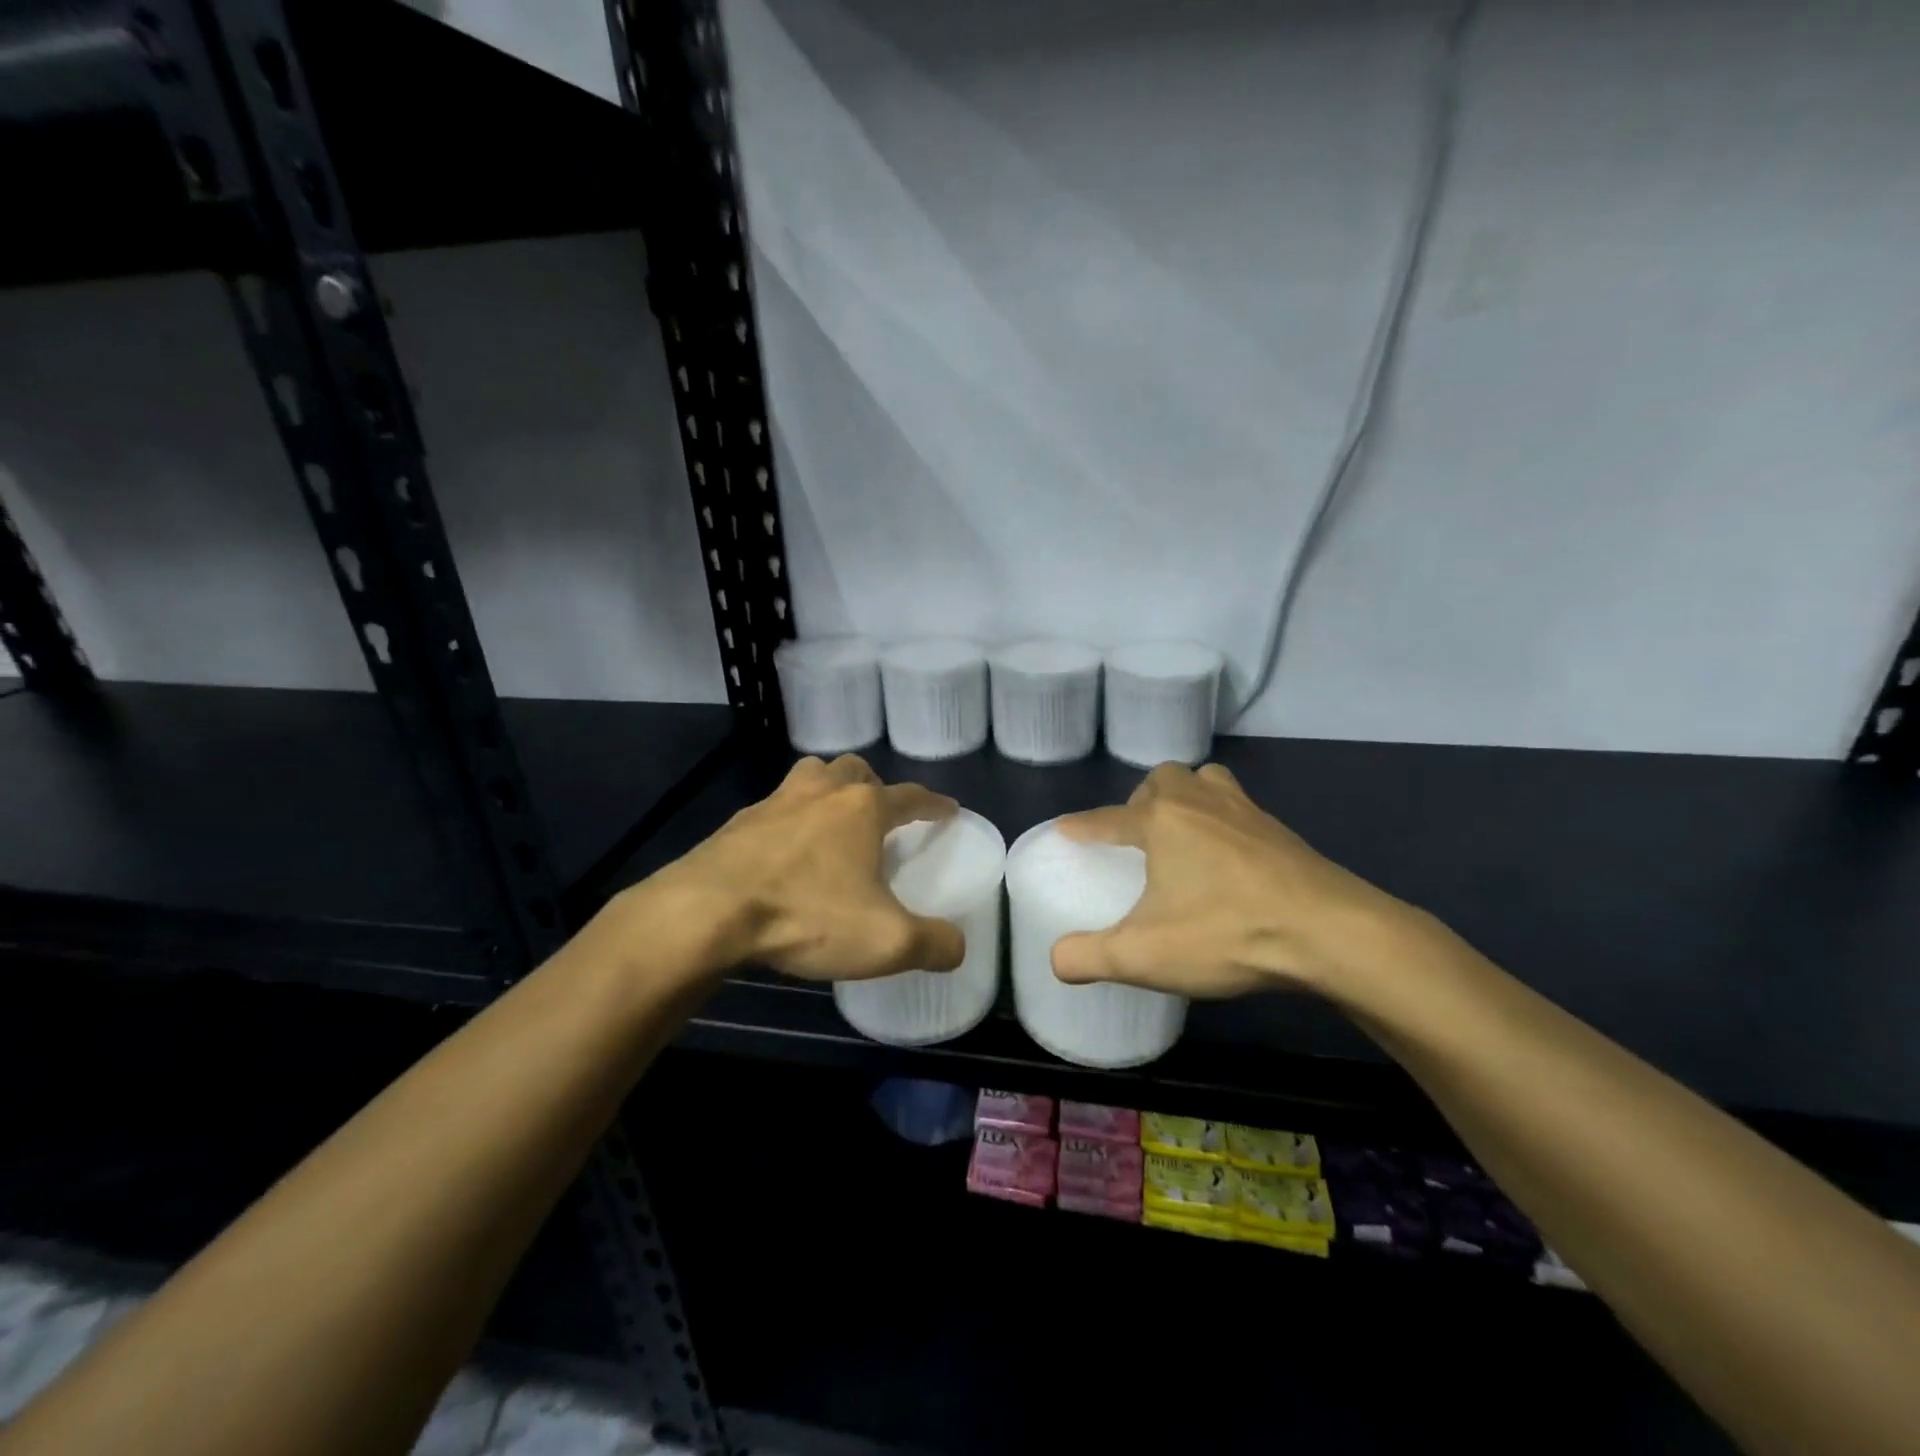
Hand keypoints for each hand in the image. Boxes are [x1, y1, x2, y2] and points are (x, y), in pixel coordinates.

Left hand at [638, 754, 967, 982]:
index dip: (933, 804)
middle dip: (874, 787)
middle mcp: (822, 793)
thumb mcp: (886, 941)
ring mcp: (775, 802)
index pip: (910, 797)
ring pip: (811, 777)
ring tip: (831, 821)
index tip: (947, 809)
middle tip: (879, 815)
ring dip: (828, 790)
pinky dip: (789, 818)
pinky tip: (784, 850)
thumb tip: (958, 947)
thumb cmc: (806, 915)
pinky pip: (774, 807)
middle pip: (855, 770)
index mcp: (863, 809)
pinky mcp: (738, 823)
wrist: (708, 912)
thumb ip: (933, 943)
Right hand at [1050, 762, 1422, 998]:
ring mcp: (1245, 811)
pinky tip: (1228, 856)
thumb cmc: (1227, 933)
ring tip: (1182, 832)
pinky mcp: (1280, 830)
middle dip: (1141, 800)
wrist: (1330, 932)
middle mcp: (1199, 801)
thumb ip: (1089, 957)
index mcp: (1161, 821)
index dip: (1082, 826)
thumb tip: (1056, 960)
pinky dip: (1222, 818)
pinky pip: (1239, 806)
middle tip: (1138, 837)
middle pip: (1161, 779)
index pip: (1107, 818)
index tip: (1065, 830)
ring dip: (1186, 796)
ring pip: (1206, 780)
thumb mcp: (1144, 956)